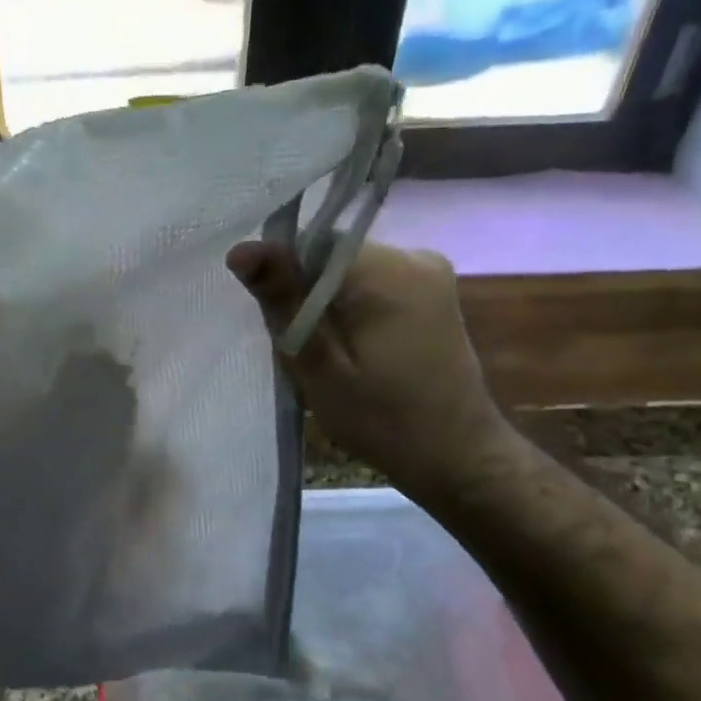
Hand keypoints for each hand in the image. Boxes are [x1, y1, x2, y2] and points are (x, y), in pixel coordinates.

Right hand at [228, 240, 518, 507]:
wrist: (459, 457)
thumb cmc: (383, 420)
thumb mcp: (319, 366)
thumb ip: (282, 301)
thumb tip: (241, 248)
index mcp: (386, 269)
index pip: (309, 244)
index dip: (284, 281)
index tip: (282, 327)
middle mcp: (414, 255)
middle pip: (330, 256)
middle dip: (306, 296)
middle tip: (305, 353)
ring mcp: (430, 273)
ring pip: (349, 272)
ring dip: (328, 305)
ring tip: (330, 358)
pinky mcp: (434, 293)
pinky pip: (373, 285)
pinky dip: (353, 311)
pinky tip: (355, 352)